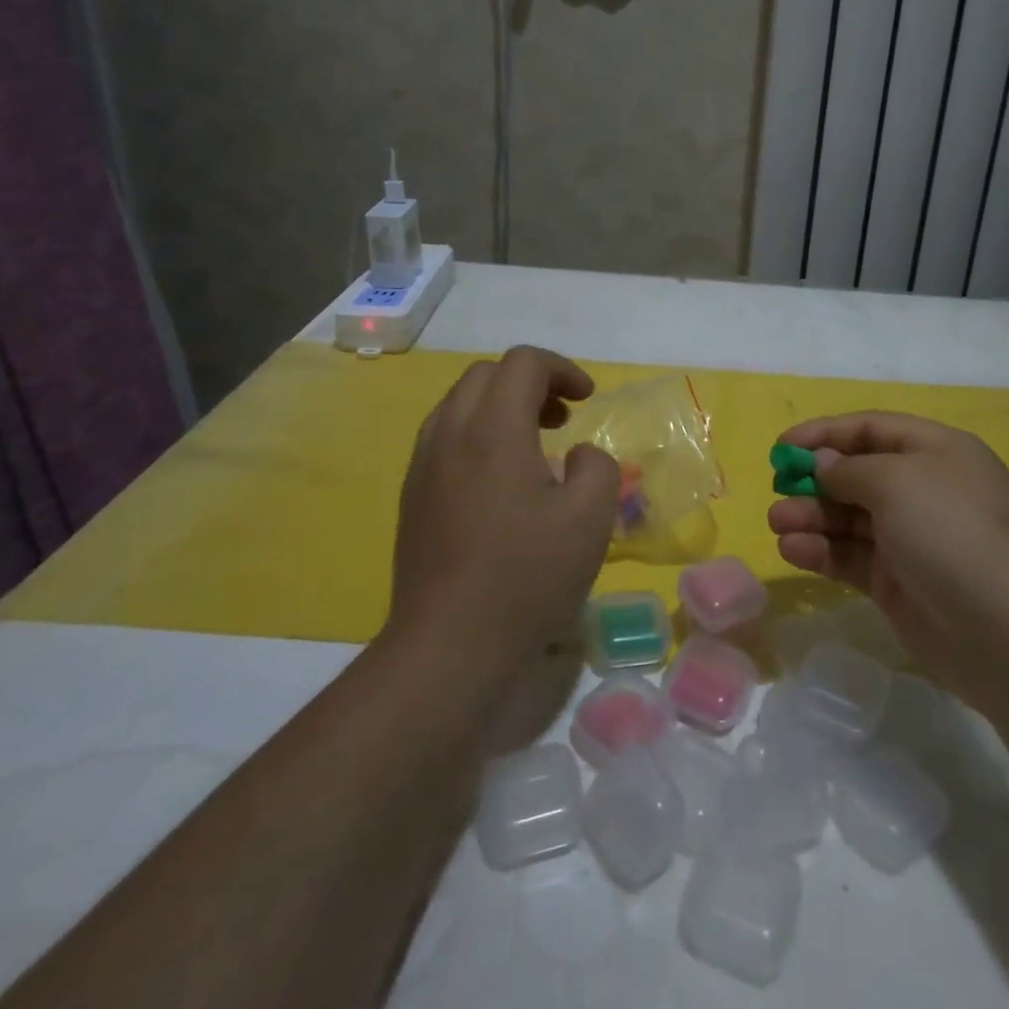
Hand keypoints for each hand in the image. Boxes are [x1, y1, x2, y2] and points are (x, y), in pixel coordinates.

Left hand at [390, 347, 618, 679]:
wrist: (448, 645)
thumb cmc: (526, 576)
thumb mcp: (591, 518)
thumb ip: (596, 466)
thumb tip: (575, 455)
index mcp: (492, 429)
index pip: (522, 363)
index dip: (562, 369)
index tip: (588, 399)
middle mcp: (449, 433)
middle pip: (486, 375)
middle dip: (531, 383)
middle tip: (563, 418)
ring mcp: (423, 465)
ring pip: (460, 404)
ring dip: (501, 407)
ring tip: (534, 444)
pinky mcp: (412, 496)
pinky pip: (445, 437)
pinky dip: (478, 434)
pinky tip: (501, 481)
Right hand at [768, 412, 1008, 696]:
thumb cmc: (952, 532)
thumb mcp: (898, 481)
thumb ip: (850, 469)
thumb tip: (824, 464)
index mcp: (937, 452)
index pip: (871, 429)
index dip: (825, 434)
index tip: (782, 448)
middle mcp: (926, 490)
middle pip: (858, 475)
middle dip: (814, 481)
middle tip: (777, 490)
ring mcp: (914, 540)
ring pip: (851, 519)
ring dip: (812, 517)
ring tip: (777, 524)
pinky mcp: (901, 584)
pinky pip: (853, 558)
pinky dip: (822, 552)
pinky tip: (793, 552)